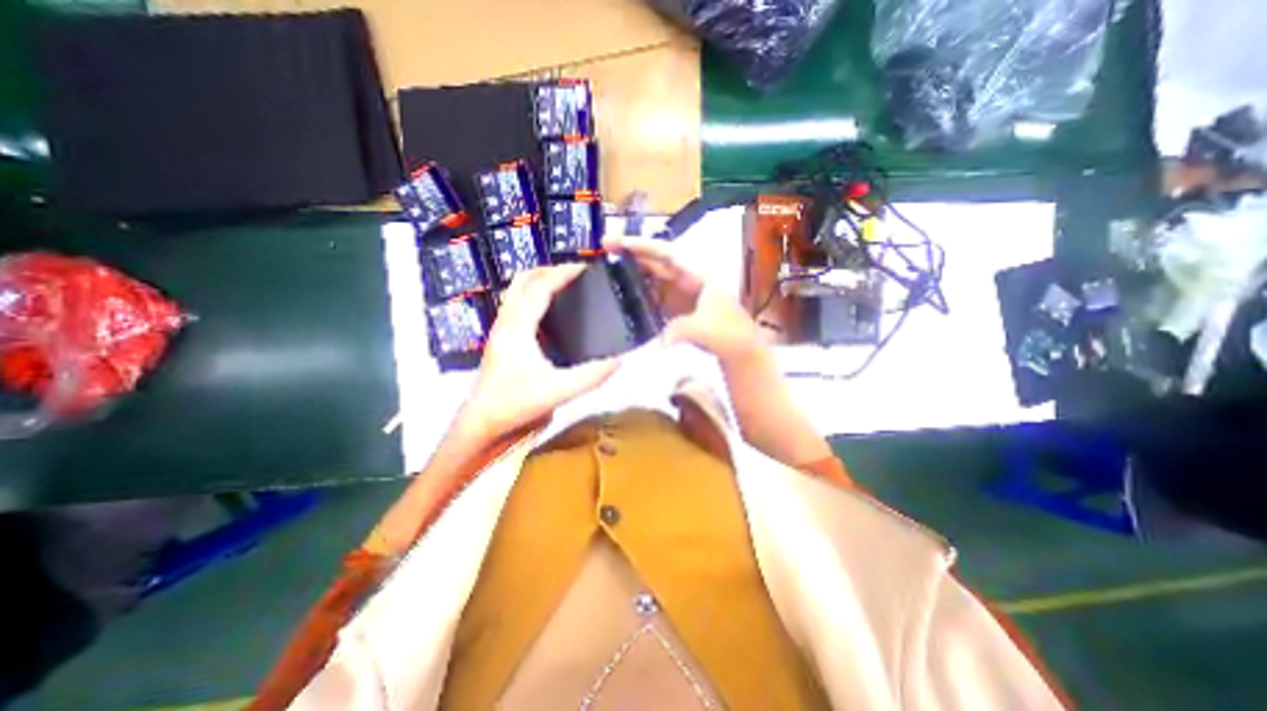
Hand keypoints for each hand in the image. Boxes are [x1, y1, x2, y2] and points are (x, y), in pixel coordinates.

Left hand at [459, 264, 621, 434]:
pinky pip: (518, 306)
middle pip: (523, 280)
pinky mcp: (502, 340)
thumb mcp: (558, 391)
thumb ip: (591, 376)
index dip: (562, 273)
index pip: (540, 287)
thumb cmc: (515, 405)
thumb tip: (619, 360)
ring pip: (517, 292)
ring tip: (565, 287)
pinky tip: (552, 313)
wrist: (481, 423)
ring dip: (540, 281)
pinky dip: (535, 297)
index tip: (585, 268)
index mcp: (518, 328)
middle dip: (548, 270)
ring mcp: (501, 330)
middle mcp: (506, 322)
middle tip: (575, 274)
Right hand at [608, 234, 765, 364]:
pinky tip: (622, 297)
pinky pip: (652, 298)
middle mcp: (686, 280)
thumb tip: (660, 340)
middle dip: (631, 255)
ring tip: (606, 272)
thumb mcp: (708, 330)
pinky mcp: (674, 310)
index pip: (667, 254)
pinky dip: (638, 295)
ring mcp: (679, 295)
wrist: (740, 351)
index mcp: (697, 275)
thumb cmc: (730, 334)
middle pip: (655, 263)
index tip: (618, 242)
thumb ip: (683, 330)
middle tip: (603, 250)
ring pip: (652, 279)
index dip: (643, 246)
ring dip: (632, 274)